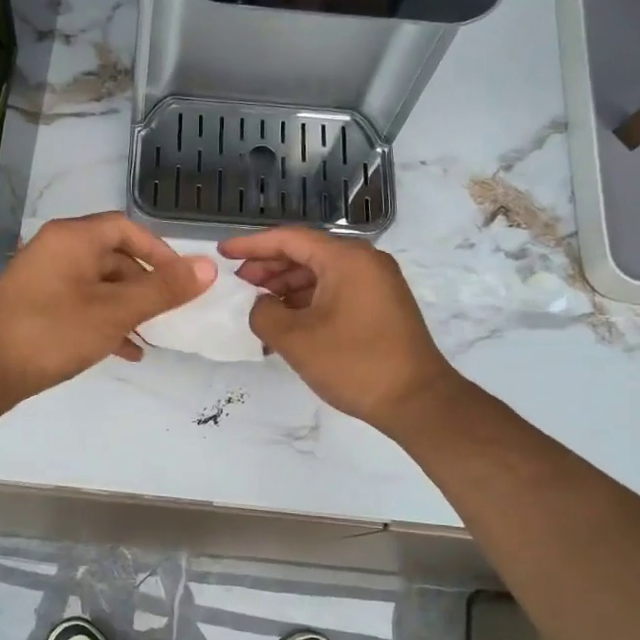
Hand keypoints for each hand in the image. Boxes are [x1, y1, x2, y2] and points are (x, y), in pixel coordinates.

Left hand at [0, 213, 215, 407]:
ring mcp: (42, 279)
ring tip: (153, 335)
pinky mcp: (34, 306)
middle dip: (145, 285)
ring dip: (128, 307)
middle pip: (113, 256)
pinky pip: (80, 304)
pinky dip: (104, 321)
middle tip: (171, 311)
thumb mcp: (114, 311)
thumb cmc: (51, 332)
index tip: (182, 279)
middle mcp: (56, 250)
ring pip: (98, 285)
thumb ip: (162, 290)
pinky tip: (125, 351)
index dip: (160, 251)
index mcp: (73, 239)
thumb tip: (208, 267)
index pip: (126, 228)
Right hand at [221, 227, 458, 435]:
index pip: (290, 239)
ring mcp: (376, 283)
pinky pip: (335, 291)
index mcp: (347, 258)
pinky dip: (307, 300)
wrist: (417, 400)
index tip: (223, 253)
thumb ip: (264, 314)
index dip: (252, 245)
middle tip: (238, 284)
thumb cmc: (354, 364)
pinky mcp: (380, 305)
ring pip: (321, 274)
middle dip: (268, 267)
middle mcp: (365, 262)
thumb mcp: (296, 340)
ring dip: (287, 286)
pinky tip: (286, 320)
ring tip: (258, 305)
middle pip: (306, 253)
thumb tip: (260, 305)